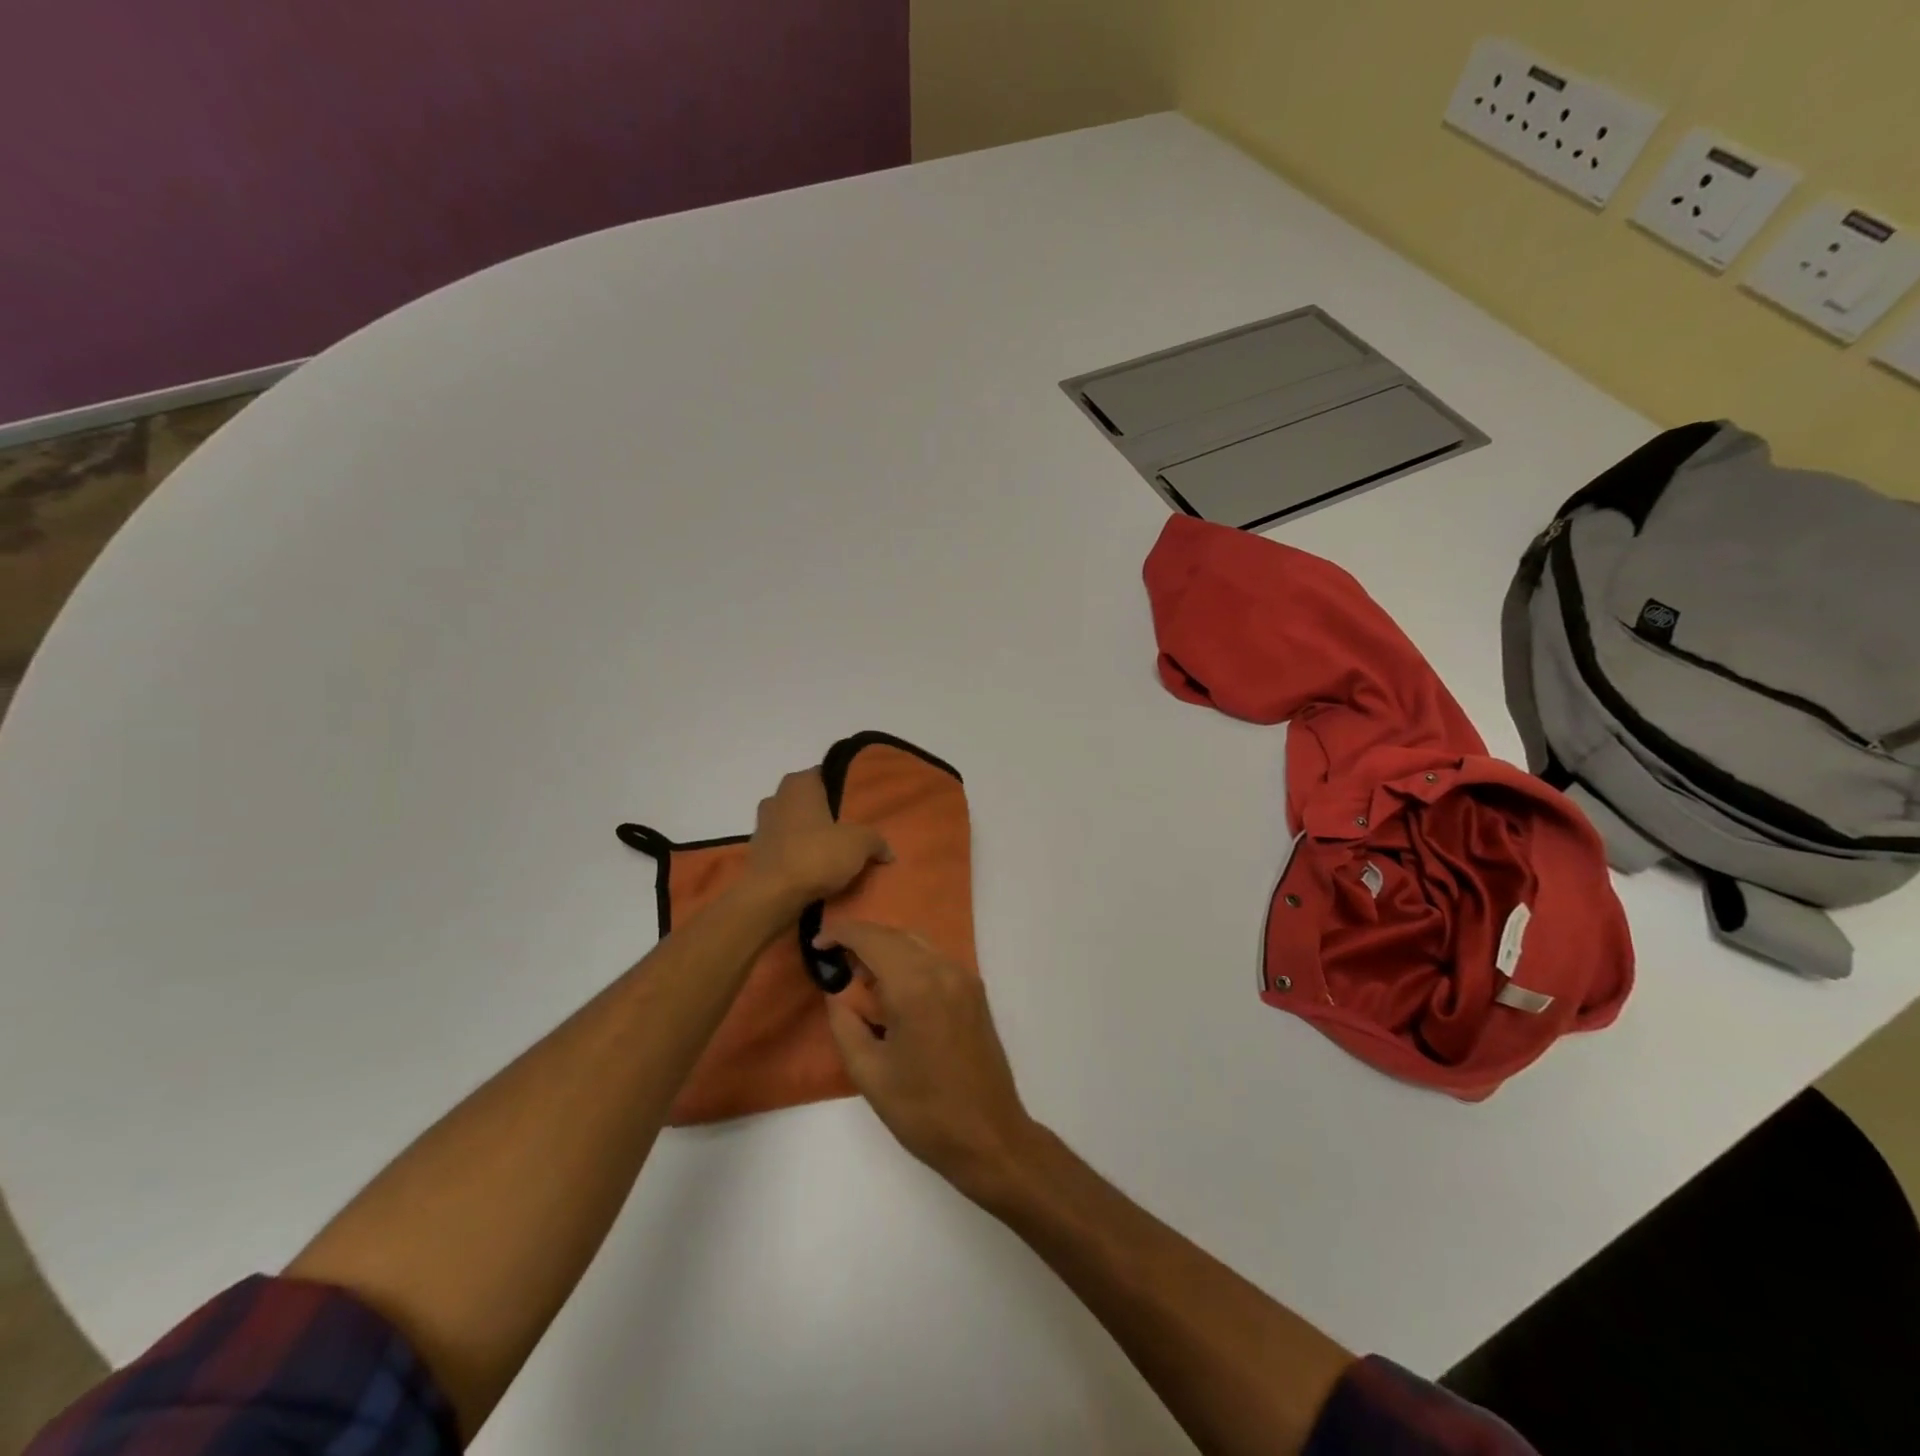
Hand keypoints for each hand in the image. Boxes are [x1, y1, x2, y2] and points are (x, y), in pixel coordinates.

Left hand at [742, 769, 890, 912]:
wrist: (771, 896)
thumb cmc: (815, 855)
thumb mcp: (859, 844)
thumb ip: (876, 840)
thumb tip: (887, 851)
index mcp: (800, 784)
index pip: (824, 774)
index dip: (842, 786)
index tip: (858, 801)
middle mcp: (776, 797)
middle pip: (808, 799)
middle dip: (824, 811)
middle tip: (849, 827)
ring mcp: (762, 825)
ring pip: (794, 823)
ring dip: (809, 834)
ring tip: (833, 851)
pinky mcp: (757, 853)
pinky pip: (784, 847)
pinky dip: (797, 854)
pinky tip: (814, 869)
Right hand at [818, 921, 1037, 1200]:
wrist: (989, 1136)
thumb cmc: (923, 1111)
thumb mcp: (868, 1072)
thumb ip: (845, 1022)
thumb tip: (837, 991)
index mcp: (914, 985)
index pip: (871, 939)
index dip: (840, 933)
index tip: (816, 944)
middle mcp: (943, 969)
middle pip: (895, 934)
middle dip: (861, 938)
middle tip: (833, 960)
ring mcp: (963, 977)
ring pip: (917, 942)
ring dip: (886, 947)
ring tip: (858, 973)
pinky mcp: (974, 990)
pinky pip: (934, 958)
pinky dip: (908, 959)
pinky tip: (892, 986)